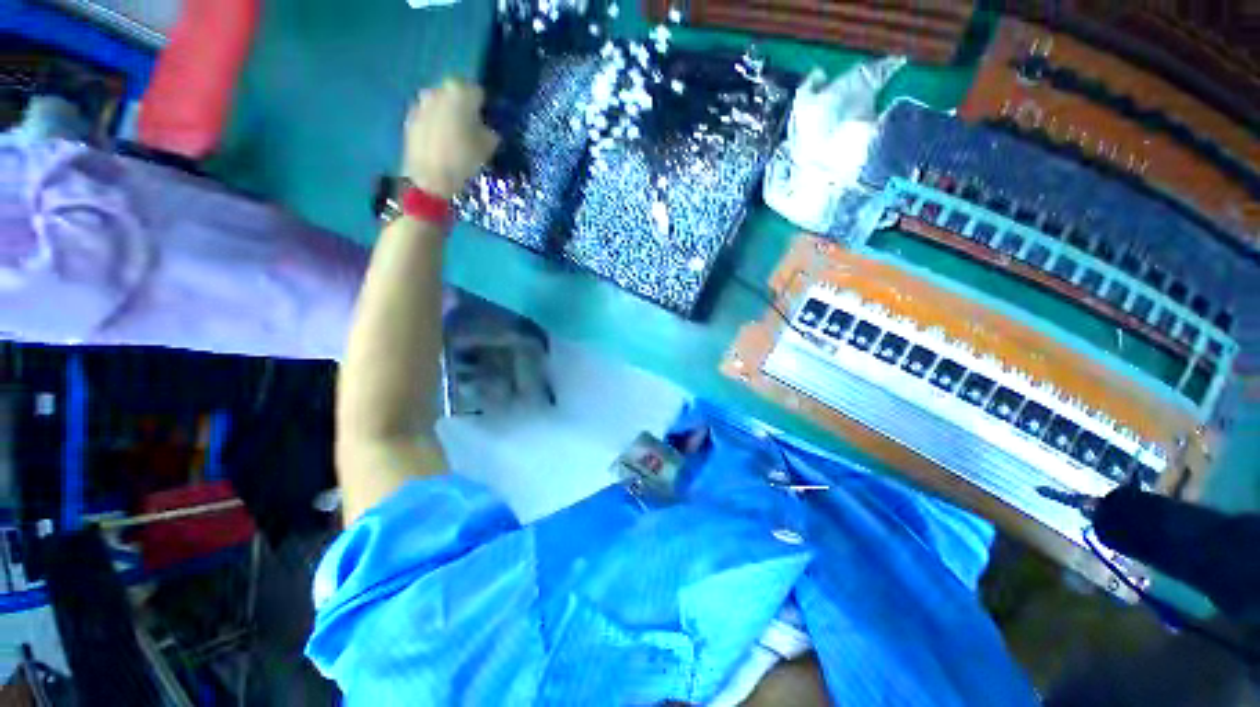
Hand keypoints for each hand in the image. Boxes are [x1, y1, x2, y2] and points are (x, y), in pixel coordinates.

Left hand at [402, 79, 499, 199]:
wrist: (428, 177)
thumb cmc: (463, 159)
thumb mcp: (488, 148)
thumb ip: (491, 132)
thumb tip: (489, 129)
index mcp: (460, 92)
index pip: (479, 93)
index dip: (486, 108)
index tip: (489, 124)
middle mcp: (438, 90)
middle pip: (457, 94)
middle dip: (465, 109)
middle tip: (474, 130)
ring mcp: (421, 102)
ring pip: (442, 105)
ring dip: (449, 116)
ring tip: (457, 138)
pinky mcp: (410, 117)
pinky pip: (430, 116)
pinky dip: (437, 125)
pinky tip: (442, 144)